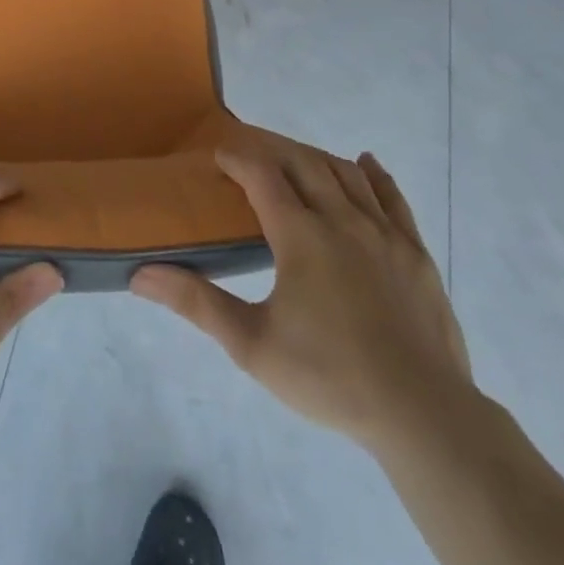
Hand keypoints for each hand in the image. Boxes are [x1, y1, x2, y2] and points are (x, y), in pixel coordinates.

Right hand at [131, 146, 472, 454]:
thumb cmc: (329, 377)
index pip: (262, 177)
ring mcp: (384, 233)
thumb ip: (197, 303)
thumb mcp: (252, 345)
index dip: (238, 159)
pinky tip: (365, 163)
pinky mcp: (415, 251)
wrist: (423, 414)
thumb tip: (140, 274)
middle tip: (252, 154)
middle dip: (274, 151)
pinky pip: (392, 197)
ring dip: (316, 159)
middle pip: (304, 164)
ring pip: (346, 174)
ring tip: (296, 160)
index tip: (219, 155)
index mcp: (301, 236)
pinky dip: (375, 174)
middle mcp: (342, 220)